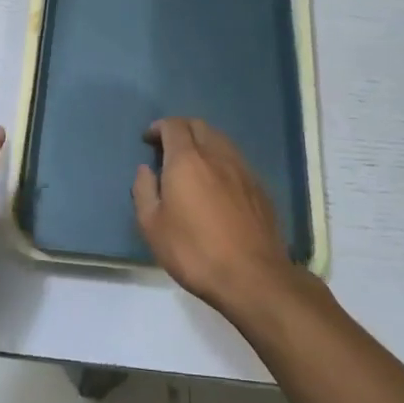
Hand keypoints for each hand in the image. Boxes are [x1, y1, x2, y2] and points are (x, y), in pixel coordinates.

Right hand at [133, 118, 292, 314]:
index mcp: (187, 160)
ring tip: (192, 164)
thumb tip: (146, 169)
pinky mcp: (259, 188)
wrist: (252, 276)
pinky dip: (221, 161)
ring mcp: (243, 170)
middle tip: (168, 148)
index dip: (158, 127)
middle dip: (181, 129)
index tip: (148, 140)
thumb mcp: (152, 226)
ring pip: (221, 140)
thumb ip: (144, 191)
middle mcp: (217, 155)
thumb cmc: (194, 251)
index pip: (173, 126)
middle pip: (199, 126)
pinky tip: (216, 184)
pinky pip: (236, 161)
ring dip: (203, 142)